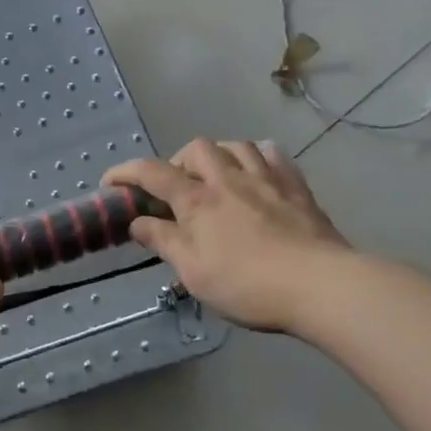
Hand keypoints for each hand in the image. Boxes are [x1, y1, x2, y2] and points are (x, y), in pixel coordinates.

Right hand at [104, 139, 350, 332]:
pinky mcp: (296, 187)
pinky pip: (273, 155)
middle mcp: (228, 179)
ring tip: (215, 177)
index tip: (110, 182)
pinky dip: (257, 158)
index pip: (152, 173)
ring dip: (217, 155)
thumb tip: (137, 222)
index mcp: (197, 200)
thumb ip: (163, 241)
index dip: (125, 173)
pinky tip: (257, 173)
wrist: (319, 285)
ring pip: (235, 145)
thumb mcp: (192, 271)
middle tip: (176, 188)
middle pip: (196, 149)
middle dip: (177, 161)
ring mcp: (266, 179)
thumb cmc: (246, 283)